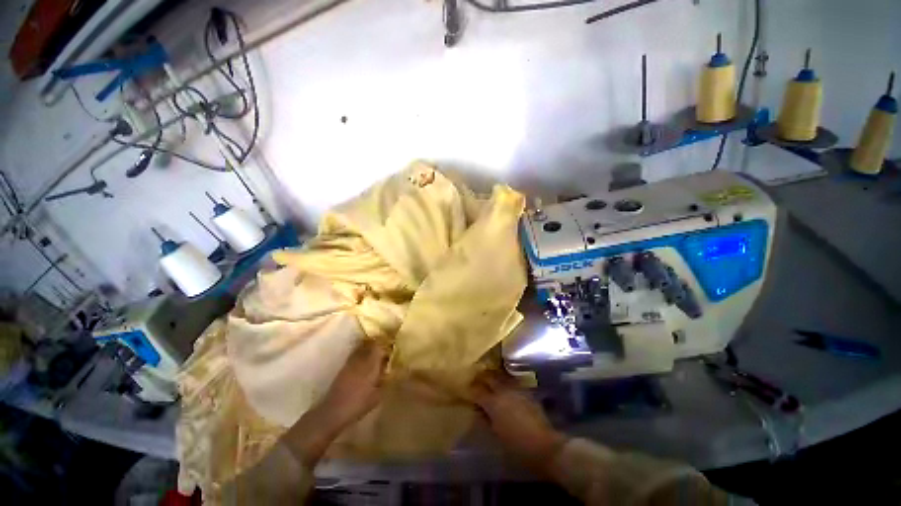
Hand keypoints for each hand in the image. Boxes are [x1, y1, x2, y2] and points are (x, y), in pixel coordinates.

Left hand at [285, 340, 386, 466]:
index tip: (391, 349)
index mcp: (371, 364)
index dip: (385, 346)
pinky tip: (363, 363)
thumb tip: (390, 373)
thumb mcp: (377, 396)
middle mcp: (360, 360)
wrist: (334, 411)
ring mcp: (350, 363)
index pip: (379, 347)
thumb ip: (385, 382)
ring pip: (361, 349)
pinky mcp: (343, 368)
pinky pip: (354, 356)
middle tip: (384, 350)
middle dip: (377, 345)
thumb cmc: (359, 404)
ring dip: (368, 349)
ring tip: (374, 355)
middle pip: (370, 345)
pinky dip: (360, 355)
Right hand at [470, 371, 566, 467]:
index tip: (465, 389)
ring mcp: (516, 389)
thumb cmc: (517, 446)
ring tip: (489, 380)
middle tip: (476, 380)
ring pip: (501, 376)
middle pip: (489, 377)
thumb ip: (486, 419)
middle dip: (481, 377)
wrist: (545, 446)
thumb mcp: (496, 435)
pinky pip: (511, 381)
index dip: (470, 389)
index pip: (477, 391)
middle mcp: (504, 391)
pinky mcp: (526, 391)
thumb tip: (479, 410)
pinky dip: (505, 381)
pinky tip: (504, 386)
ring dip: (494, 377)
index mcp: (494, 403)